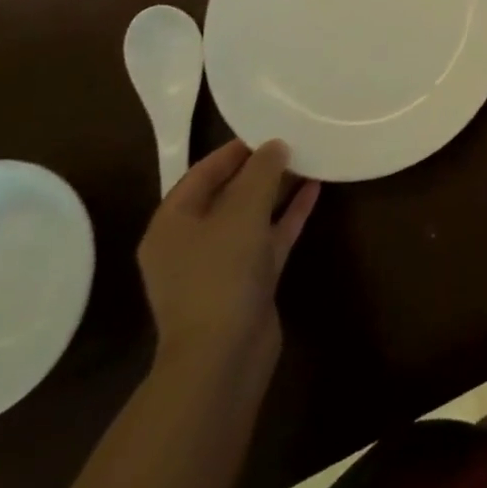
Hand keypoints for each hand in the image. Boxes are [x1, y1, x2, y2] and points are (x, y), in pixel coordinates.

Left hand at [137, 139, 320, 377]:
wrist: (223, 358)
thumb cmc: (220, 274)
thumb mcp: (242, 211)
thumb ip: (261, 172)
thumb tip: (275, 145)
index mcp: (172, 225)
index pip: (201, 174)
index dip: (234, 150)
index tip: (268, 129)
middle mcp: (191, 243)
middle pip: (227, 194)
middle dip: (260, 169)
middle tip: (293, 141)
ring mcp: (220, 265)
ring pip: (251, 216)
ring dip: (278, 190)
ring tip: (309, 159)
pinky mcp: (248, 282)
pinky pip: (269, 237)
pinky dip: (288, 215)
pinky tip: (314, 191)